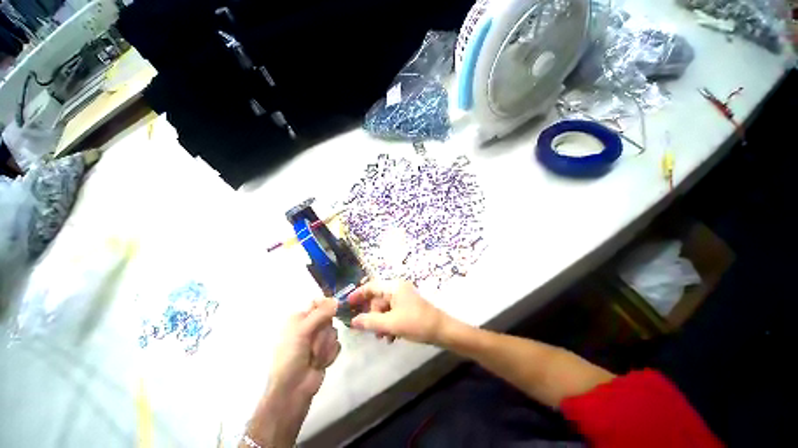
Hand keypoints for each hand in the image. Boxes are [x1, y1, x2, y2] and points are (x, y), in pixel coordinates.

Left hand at [268, 298, 340, 398]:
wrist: (292, 389)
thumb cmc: (291, 356)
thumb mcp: (302, 330)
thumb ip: (321, 313)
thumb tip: (337, 299)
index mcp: (299, 318)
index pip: (318, 302)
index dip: (327, 305)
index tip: (333, 310)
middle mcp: (310, 326)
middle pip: (329, 317)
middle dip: (324, 332)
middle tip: (312, 343)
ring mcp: (318, 340)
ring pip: (334, 332)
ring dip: (325, 346)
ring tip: (314, 357)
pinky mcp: (326, 351)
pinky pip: (337, 344)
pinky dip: (329, 354)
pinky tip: (320, 364)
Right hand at [348, 280, 449, 344]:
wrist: (441, 330)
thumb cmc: (416, 323)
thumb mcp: (391, 324)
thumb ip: (370, 322)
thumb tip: (353, 322)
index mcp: (394, 287)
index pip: (371, 286)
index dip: (358, 294)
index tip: (347, 305)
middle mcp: (398, 289)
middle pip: (377, 299)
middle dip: (372, 315)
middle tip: (369, 330)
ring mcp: (403, 298)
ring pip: (384, 309)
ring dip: (380, 323)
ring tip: (383, 337)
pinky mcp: (407, 307)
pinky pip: (392, 313)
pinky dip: (388, 324)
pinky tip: (391, 337)